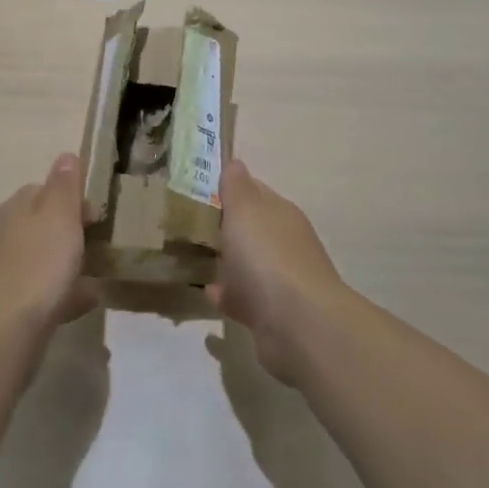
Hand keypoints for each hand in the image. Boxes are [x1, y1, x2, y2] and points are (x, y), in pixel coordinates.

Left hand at [0, 154, 98, 335]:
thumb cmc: (37, 267)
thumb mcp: (60, 218)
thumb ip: (64, 187)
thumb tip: (65, 155)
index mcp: (12, 210)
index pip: (38, 191)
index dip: (66, 199)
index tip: (93, 216)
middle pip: (33, 227)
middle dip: (61, 234)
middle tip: (92, 248)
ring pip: (32, 262)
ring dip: (57, 266)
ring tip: (89, 280)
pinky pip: (29, 294)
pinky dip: (52, 295)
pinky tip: (75, 307)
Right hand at [209, 160, 351, 383]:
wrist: (297, 325)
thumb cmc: (267, 257)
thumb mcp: (245, 211)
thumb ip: (237, 187)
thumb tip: (235, 162)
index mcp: (281, 214)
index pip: (256, 192)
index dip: (232, 188)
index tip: (202, 188)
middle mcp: (286, 244)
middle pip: (253, 229)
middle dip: (229, 226)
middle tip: (191, 224)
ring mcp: (281, 281)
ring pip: (250, 265)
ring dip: (229, 262)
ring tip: (196, 258)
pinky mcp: (273, 315)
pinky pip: (245, 299)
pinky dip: (228, 295)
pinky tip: (207, 292)